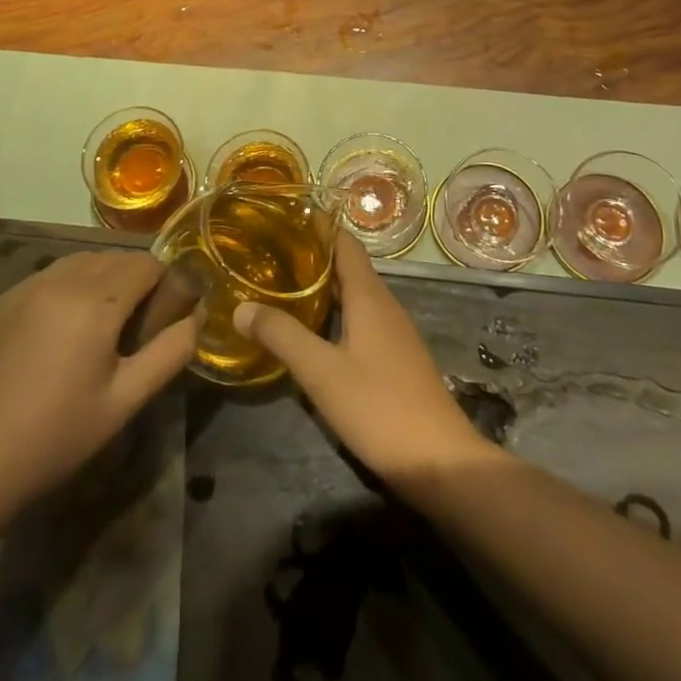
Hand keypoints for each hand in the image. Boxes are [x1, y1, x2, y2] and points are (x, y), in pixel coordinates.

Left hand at [0, 251, 197, 520]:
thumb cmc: (53, 438)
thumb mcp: (124, 402)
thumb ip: (170, 353)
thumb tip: (197, 317)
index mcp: (97, 300)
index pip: (147, 263)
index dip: (164, 284)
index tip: (163, 319)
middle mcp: (61, 279)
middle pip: (114, 258)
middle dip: (133, 281)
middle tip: (133, 330)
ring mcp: (24, 286)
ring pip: (80, 262)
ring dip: (100, 280)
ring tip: (98, 329)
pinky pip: (47, 277)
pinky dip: (66, 289)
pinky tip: (58, 333)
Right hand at [233, 235, 496, 487]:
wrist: (440, 461)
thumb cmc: (379, 407)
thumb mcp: (321, 372)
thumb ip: (282, 336)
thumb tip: (240, 306)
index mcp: (369, 296)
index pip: (344, 243)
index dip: (317, 227)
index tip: (282, 220)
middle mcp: (384, 304)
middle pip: (347, 267)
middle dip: (311, 258)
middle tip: (268, 255)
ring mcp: (394, 332)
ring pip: (354, 295)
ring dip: (322, 288)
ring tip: (281, 288)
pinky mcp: (396, 358)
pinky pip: (361, 320)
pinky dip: (335, 314)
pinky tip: (312, 332)